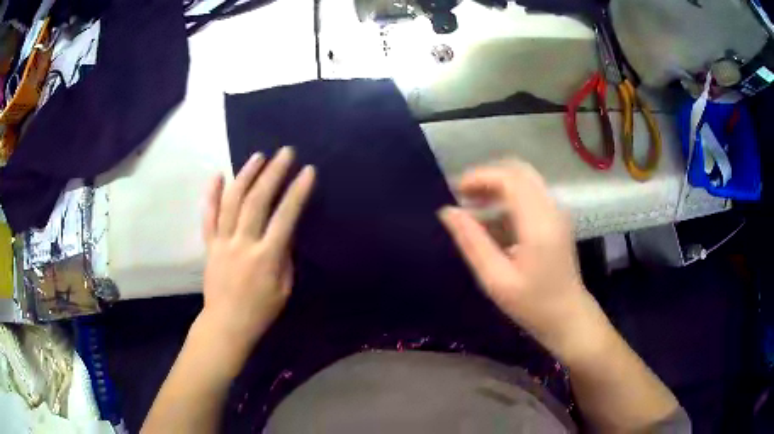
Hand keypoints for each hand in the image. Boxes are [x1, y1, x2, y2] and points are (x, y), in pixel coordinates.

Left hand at [200, 147, 314, 351]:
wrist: (226, 324)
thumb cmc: (260, 311)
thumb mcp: (284, 289)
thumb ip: (285, 257)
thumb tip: (285, 231)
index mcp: (266, 258)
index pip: (285, 218)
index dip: (297, 192)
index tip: (308, 171)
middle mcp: (243, 244)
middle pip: (257, 201)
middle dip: (273, 173)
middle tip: (285, 153)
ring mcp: (222, 243)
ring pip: (232, 202)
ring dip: (246, 176)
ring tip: (258, 156)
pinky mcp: (209, 245)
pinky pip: (208, 216)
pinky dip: (212, 194)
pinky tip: (218, 175)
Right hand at [439, 162, 604, 359]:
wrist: (568, 317)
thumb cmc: (533, 305)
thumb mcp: (496, 280)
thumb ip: (472, 242)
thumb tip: (447, 212)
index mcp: (538, 223)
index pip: (509, 179)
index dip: (479, 177)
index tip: (455, 191)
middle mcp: (551, 209)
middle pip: (519, 171)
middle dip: (487, 177)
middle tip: (463, 196)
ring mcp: (556, 212)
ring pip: (524, 180)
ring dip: (497, 186)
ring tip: (472, 206)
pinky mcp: (556, 219)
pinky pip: (529, 194)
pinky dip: (507, 197)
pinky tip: (492, 219)